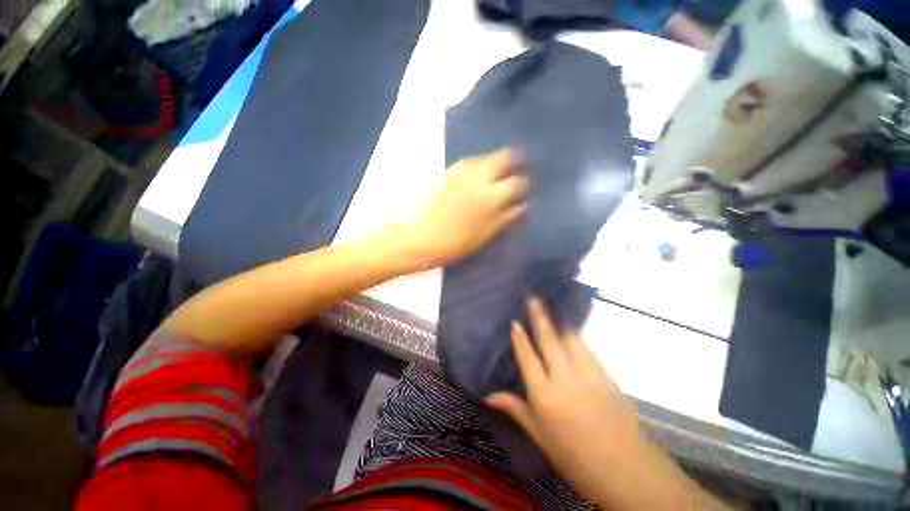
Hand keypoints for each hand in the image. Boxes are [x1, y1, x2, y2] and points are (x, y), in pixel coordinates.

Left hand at [401, 149, 527, 268]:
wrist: (423, 237)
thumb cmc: (457, 242)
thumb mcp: (486, 234)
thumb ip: (507, 217)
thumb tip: (523, 204)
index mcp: (491, 197)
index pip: (517, 182)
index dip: (524, 183)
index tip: (526, 186)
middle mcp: (479, 178)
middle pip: (503, 157)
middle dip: (514, 159)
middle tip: (517, 167)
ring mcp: (462, 172)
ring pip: (486, 156)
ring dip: (496, 160)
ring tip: (498, 169)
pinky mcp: (449, 172)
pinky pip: (469, 161)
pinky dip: (479, 163)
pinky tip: (479, 172)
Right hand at [486, 297, 642, 502]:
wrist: (625, 469)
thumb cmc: (574, 456)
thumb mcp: (540, 435)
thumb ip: (515, 408)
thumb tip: (488, 395)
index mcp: (545, 395)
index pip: (527, 358)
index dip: (520, 339)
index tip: (514, 321)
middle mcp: (564, 378)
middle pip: (548, 340)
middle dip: (539, 316)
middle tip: (533, 297)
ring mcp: (587, 374)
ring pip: (570, 339)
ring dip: (559, 322)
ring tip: (552, 307)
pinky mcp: (605, 375)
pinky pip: (586, 349)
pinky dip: (576, 337)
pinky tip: (571, 332)